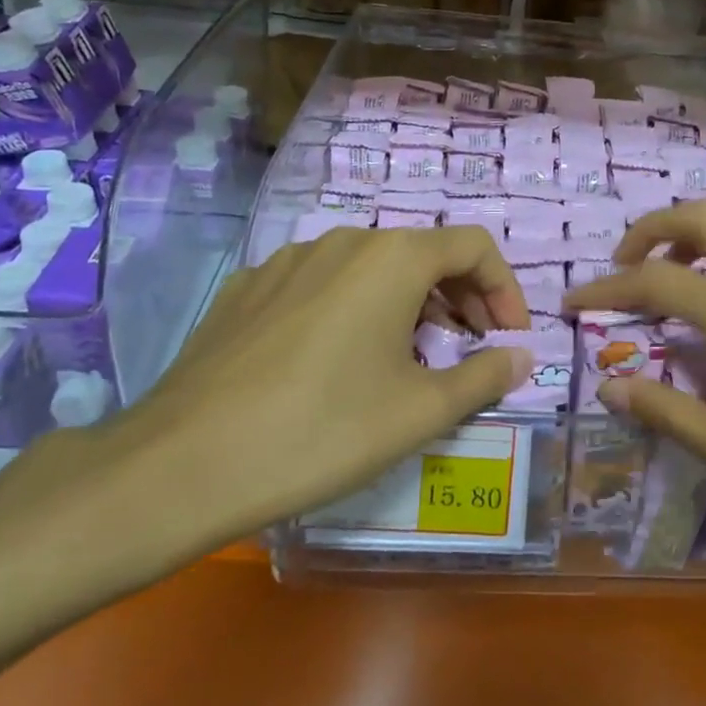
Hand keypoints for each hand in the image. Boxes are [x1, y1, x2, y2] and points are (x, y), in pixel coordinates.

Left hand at [0, 226, 531, 603]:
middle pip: (423, 252)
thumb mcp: (420, 412)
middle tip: (471, 349)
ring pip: (371, 268)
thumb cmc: (323, 431)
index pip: (474, 246)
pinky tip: (336, 361)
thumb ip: (484, 376)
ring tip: (409, 358)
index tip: (510, 340)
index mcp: (392, 258)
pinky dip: (353, 309)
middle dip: (461, 297)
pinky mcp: (249, 289)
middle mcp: (342, 241)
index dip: (505, 289)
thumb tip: (522, 357)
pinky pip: (321, 284)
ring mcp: (287, 261)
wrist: (183, 463)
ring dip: (408, 303)